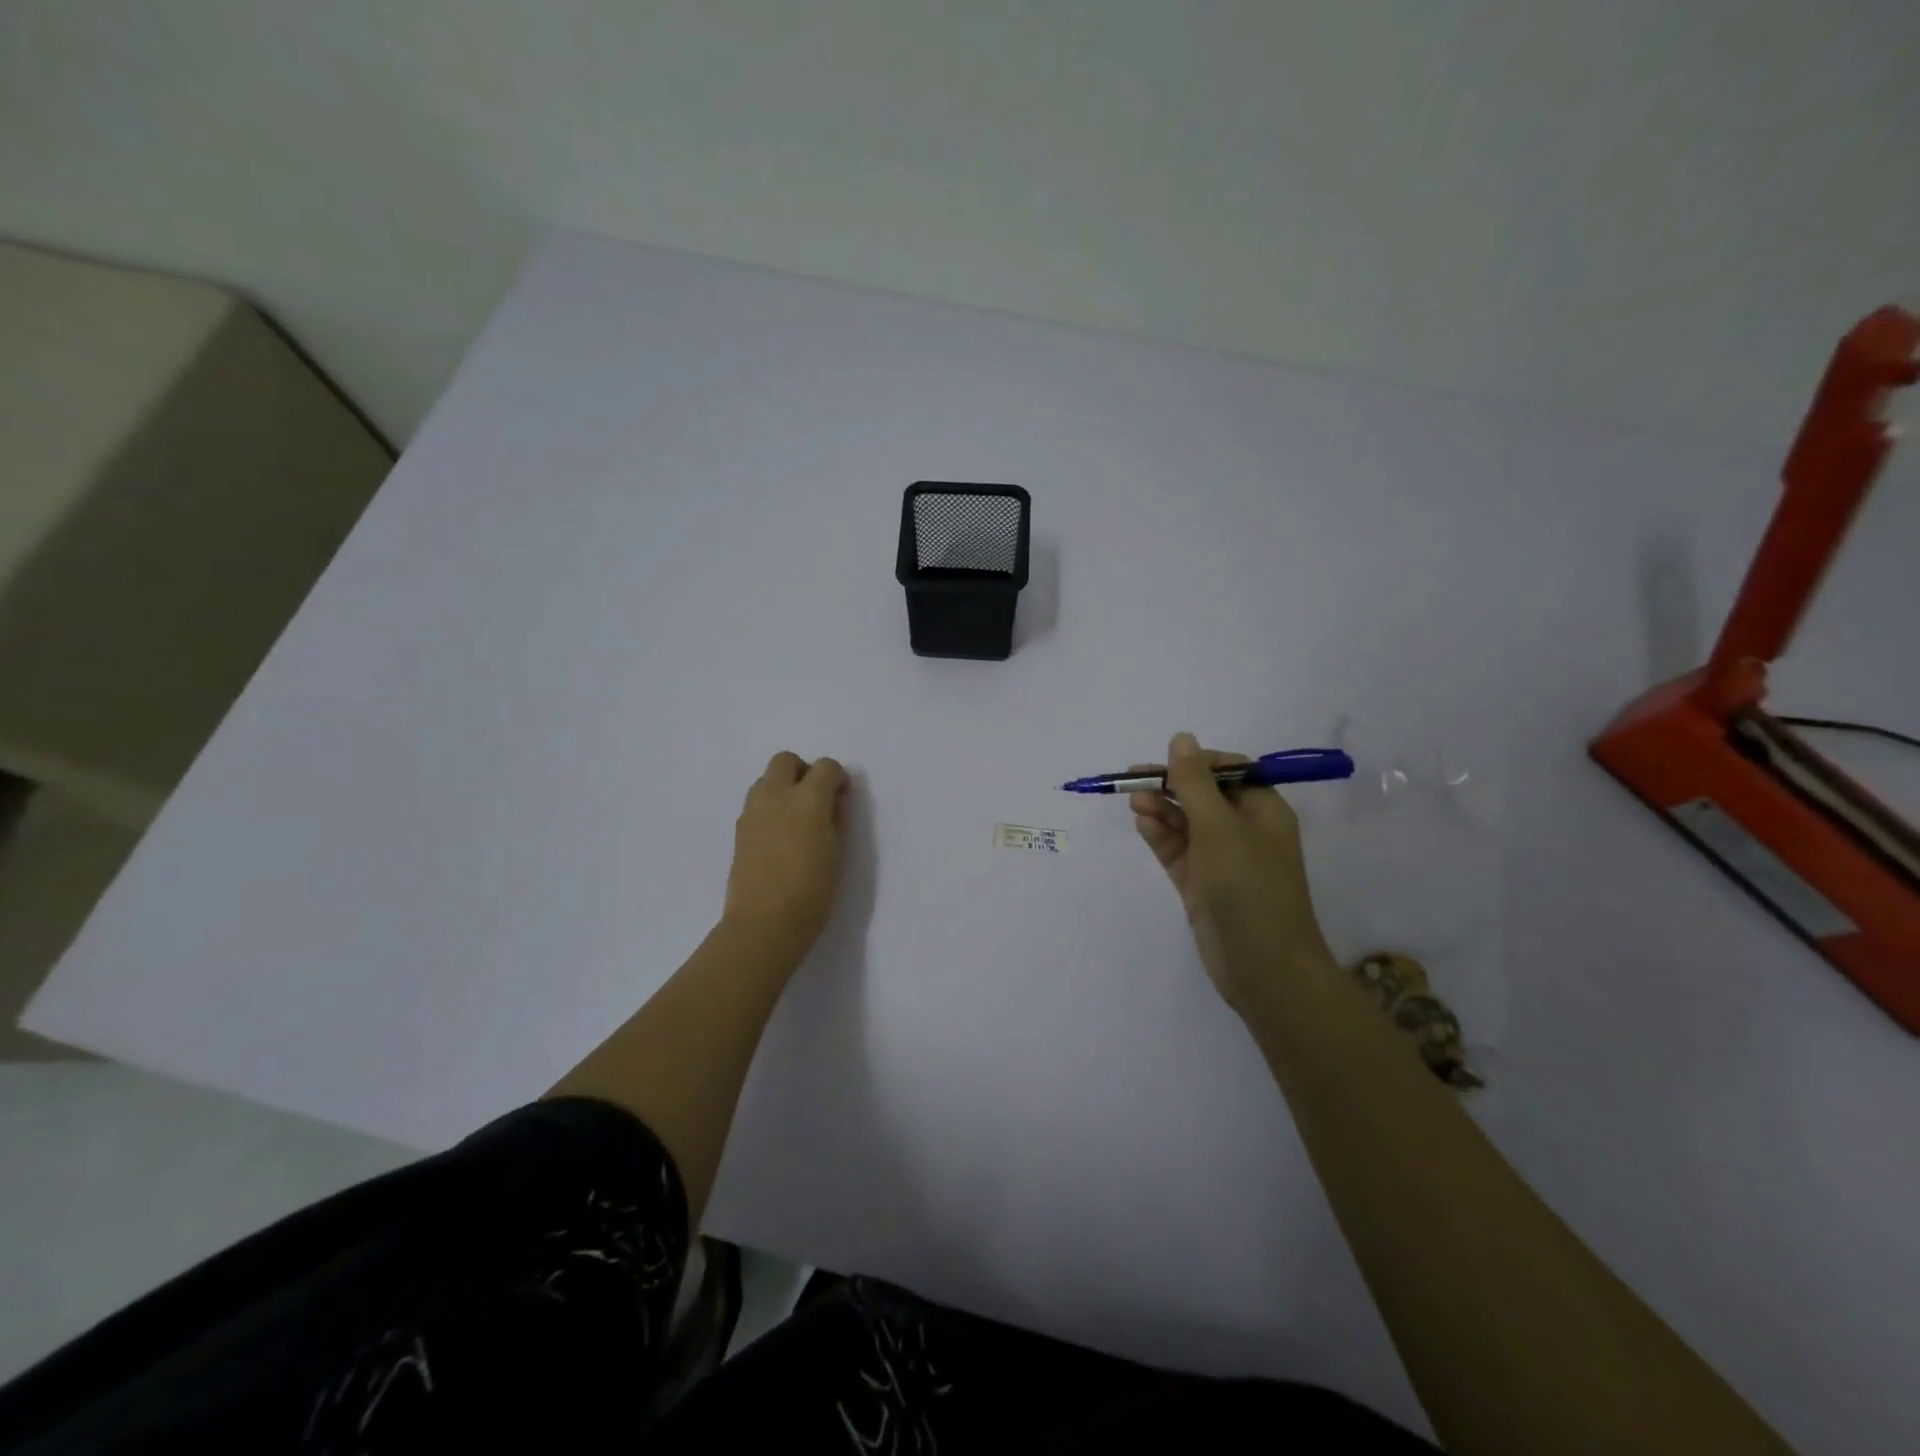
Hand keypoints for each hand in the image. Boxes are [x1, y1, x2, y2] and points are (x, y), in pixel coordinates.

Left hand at [723, 751, 849, 960]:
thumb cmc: (812, 890)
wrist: (764, 922)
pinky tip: (780, 835)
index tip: (843, 796)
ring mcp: (753, 810)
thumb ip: (837, 817)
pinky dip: (770, 806)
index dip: (837, 777)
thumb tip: (835, 799)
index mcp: (808, 799)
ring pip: (766, 779)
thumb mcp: (838, 852)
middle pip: (786, 761)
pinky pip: (756, 802)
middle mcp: (777, 795)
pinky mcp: (739, 829)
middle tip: (816, 798)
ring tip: (796, 818)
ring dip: (783, 787)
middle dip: (803, 771)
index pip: (825, 767)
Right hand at [1131, 732, 1335, 1007]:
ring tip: (1134, 802)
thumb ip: (1195, 782)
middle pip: (1202, 795)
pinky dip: (1160, 835)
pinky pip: (1177, 850)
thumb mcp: (1219, 826)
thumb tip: (1181, 738)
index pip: (1229, 771)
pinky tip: (1142, 823)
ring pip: (1185, 823)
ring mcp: (1221, 859)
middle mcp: (1243, 830)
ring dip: (1161, 809)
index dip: (1197, 762)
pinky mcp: (1201, 884)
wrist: (1263, 966)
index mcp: (1263, 810)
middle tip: (1133, 780)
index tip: (1166, 763)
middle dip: (1171, 785)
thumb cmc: (1249, 886)